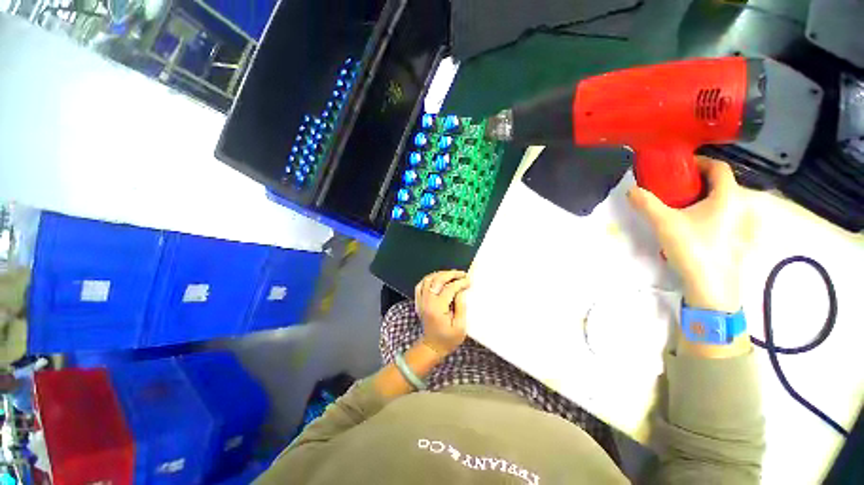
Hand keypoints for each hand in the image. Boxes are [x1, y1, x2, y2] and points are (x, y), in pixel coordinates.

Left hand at [414, 270, 470, 356]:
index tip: (469, 281)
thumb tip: (461, 290)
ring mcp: (421, 301)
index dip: (460, 283)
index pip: (449, 288)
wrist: (432, 347)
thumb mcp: (460, 327)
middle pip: (437, 280)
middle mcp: (427, 302)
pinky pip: (421, 285)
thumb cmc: (448, 339)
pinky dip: (429, 279)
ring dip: (440, 274)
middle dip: (451, 274)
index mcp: (437, 308)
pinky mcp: (419, 301)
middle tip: (462, 274)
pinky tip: (438, 279)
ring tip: (452, 275)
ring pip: (428, 279)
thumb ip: (461, 307)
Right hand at [628, 158, 753, 312]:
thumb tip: (631, 190)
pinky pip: (725, 216)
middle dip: (698, 182)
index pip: (719, 167)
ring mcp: (742, 224)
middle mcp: (740, 206)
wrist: (711, 287)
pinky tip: (694, 225)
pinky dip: (710, 213)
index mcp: (728, 196)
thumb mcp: (664, 223)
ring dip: (704, 198)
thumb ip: (646, 204)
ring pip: (724, 201)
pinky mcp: (738, 239)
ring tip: (682, 206)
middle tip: (675, 188)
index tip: (680, 168)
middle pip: (721, 184)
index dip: (700, 163)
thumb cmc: (693, 248)